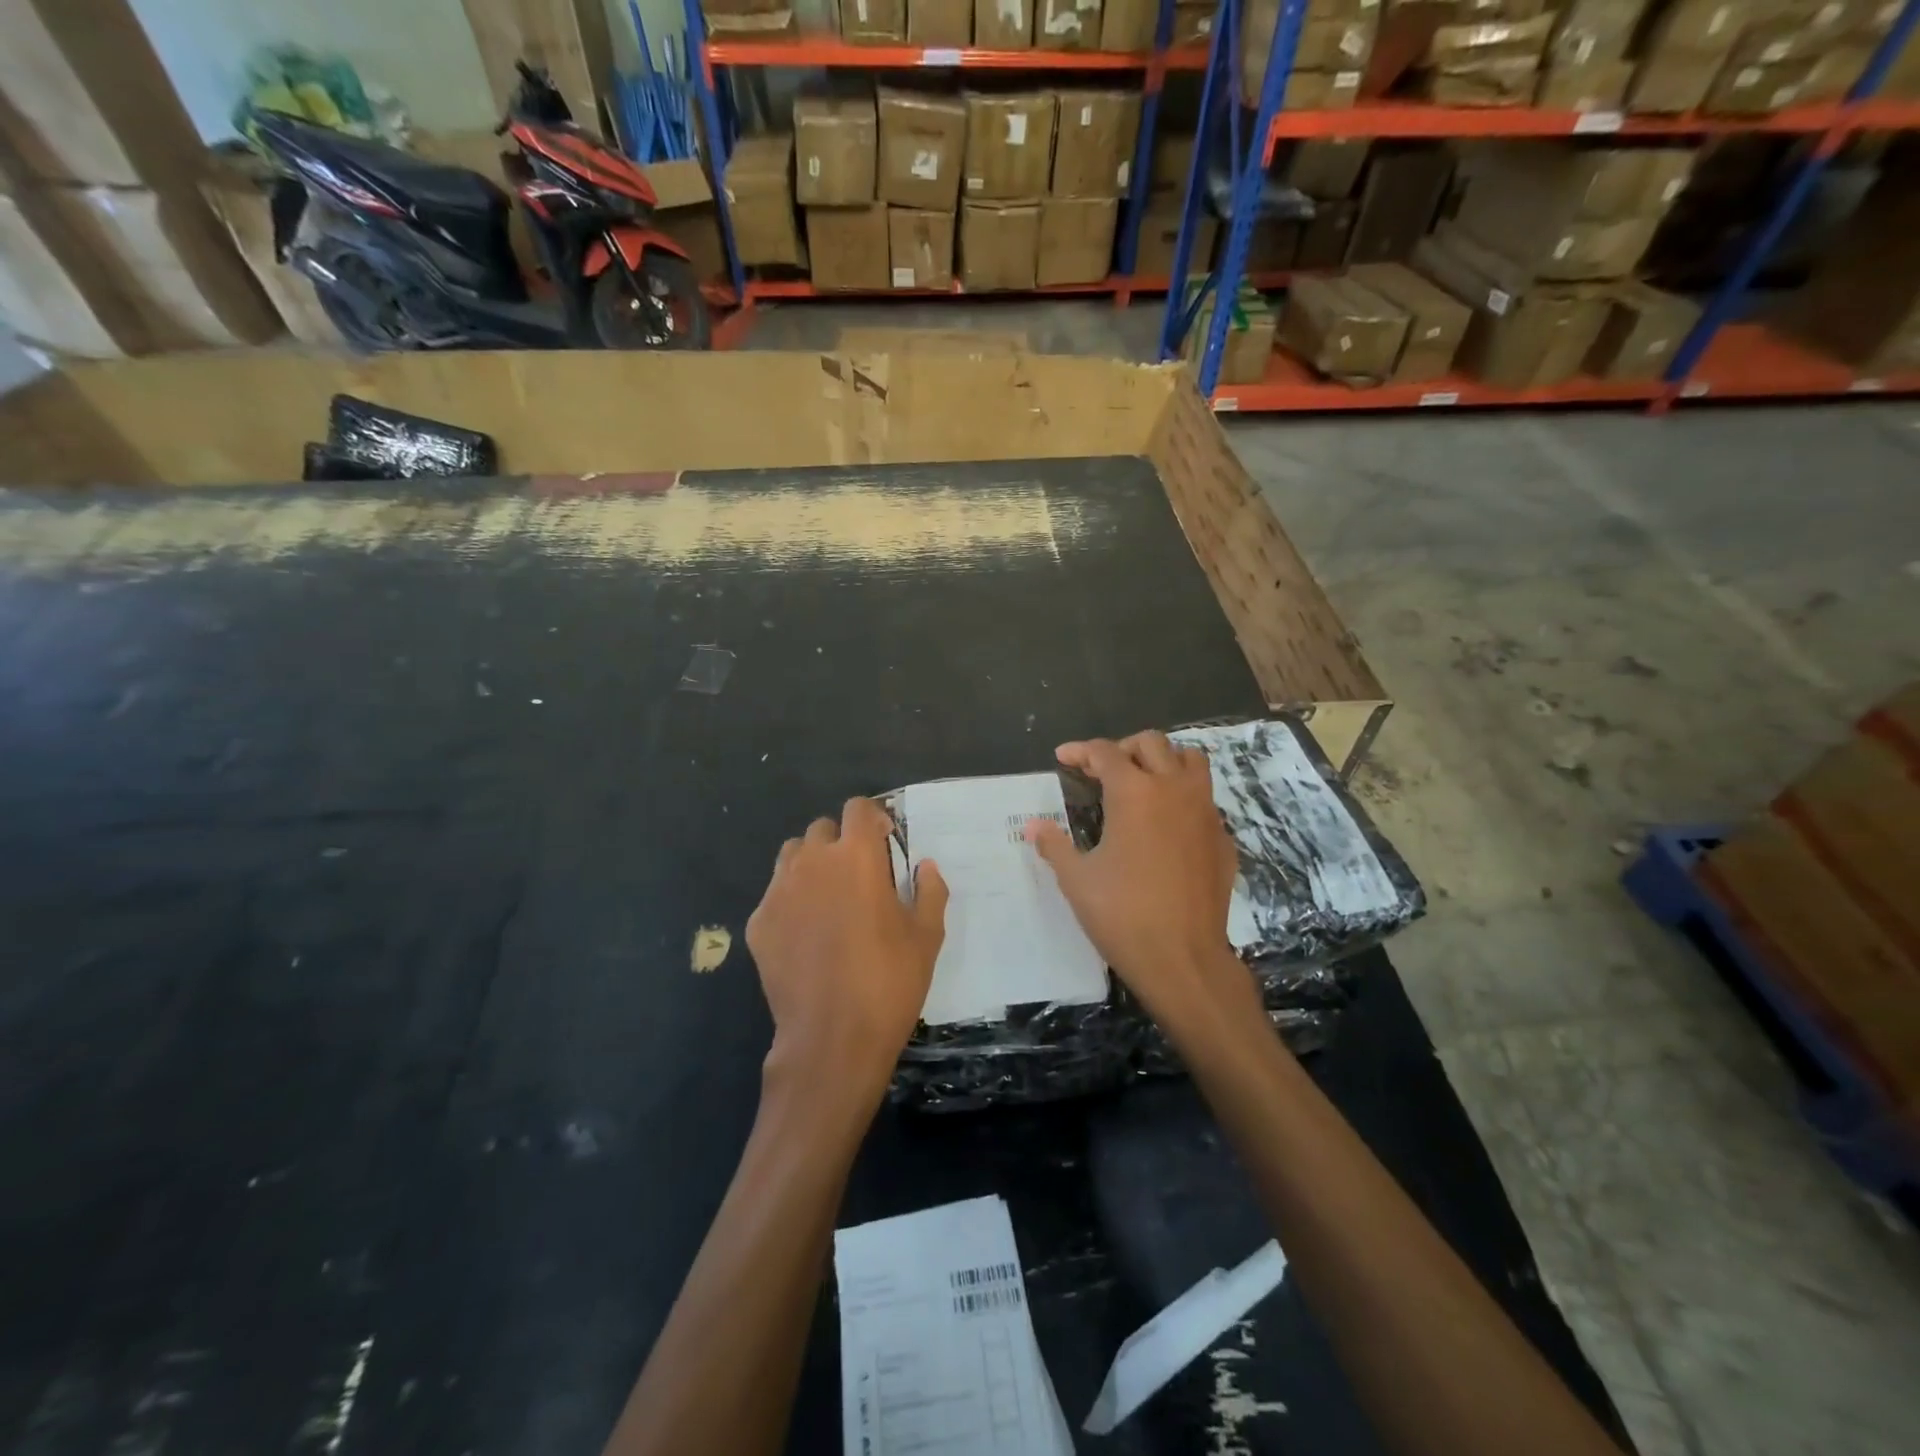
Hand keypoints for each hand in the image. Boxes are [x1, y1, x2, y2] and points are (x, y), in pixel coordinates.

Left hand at [747, 797, 948, 1105]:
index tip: (885, 843)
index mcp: (857, 857)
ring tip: (828, 897)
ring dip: (812, 864)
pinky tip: (805, 934)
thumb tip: (925, 867)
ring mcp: (779, 891)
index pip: (858, 808)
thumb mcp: (927, 937)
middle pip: (823, 829)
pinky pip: (775, 894)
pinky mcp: (759, 922)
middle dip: (842, 842)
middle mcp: (813, 862)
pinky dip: (791, 900)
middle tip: (859, 876)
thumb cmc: (888, 982)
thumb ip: (929, 891)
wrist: (832, 1039)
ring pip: (793, 855)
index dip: (873, 819)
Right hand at [1026, 733, 1255, 1032]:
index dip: (1080, 751)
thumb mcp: (1077, 879)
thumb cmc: (1122, 914)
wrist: (1183, 958)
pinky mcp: (1223, 837)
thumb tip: (1034, 825)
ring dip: (1163, 760)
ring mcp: (1205, 811)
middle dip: (1123, 748)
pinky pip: (1205, 798)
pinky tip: (1168, 824)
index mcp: (1134, 793)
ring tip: (1143, 780)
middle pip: (1151, 743)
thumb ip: (1054, 845)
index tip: (1063, 757)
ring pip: (1190, 761)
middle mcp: (1173, 789)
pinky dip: (1184, 796)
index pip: (1105, 753)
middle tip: (1102, 769)